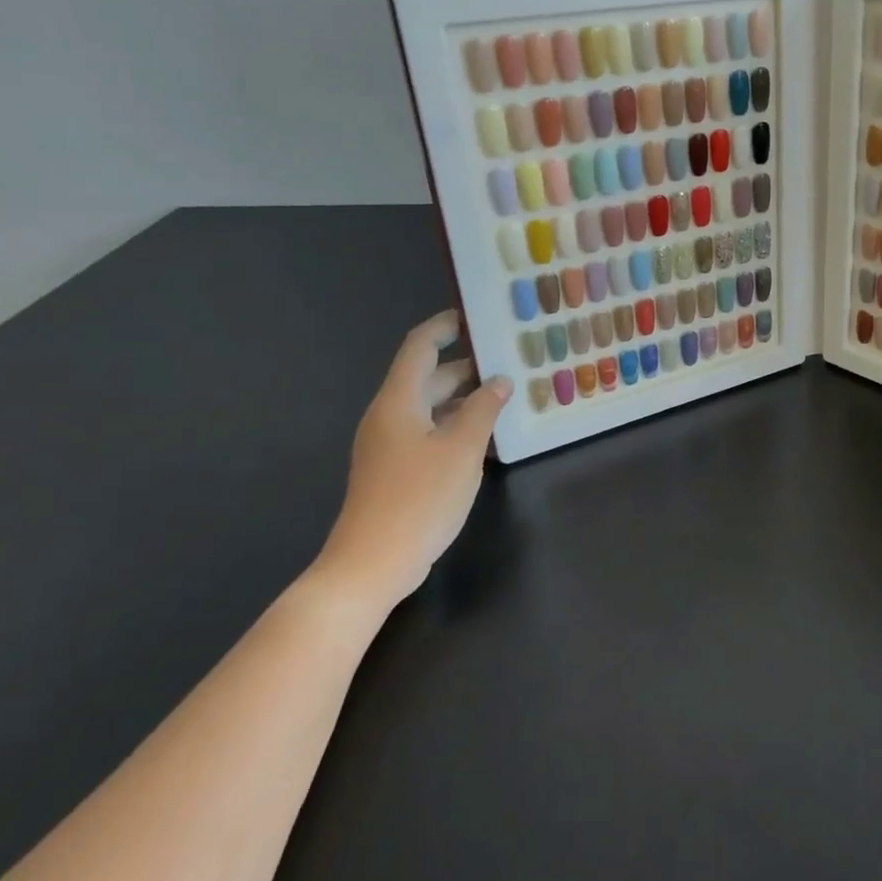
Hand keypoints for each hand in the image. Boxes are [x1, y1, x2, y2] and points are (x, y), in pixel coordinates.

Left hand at [312, 310, 511, 616]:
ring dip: (466, 399)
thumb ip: (483, 410)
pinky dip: (457, 426)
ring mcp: (390, 445)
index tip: (476, 316)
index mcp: (399, 401)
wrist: (372, 563)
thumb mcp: (462, 449)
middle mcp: (390, 416)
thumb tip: (499, 382)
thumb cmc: (418, 498)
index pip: (420, 347)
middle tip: (510, 360)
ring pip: (432, 407)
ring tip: (508, 396)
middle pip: (429, 377)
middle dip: (468, 367)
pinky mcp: (396, 470)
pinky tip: (487, 437)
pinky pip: (430, 433)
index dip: (445, 326)